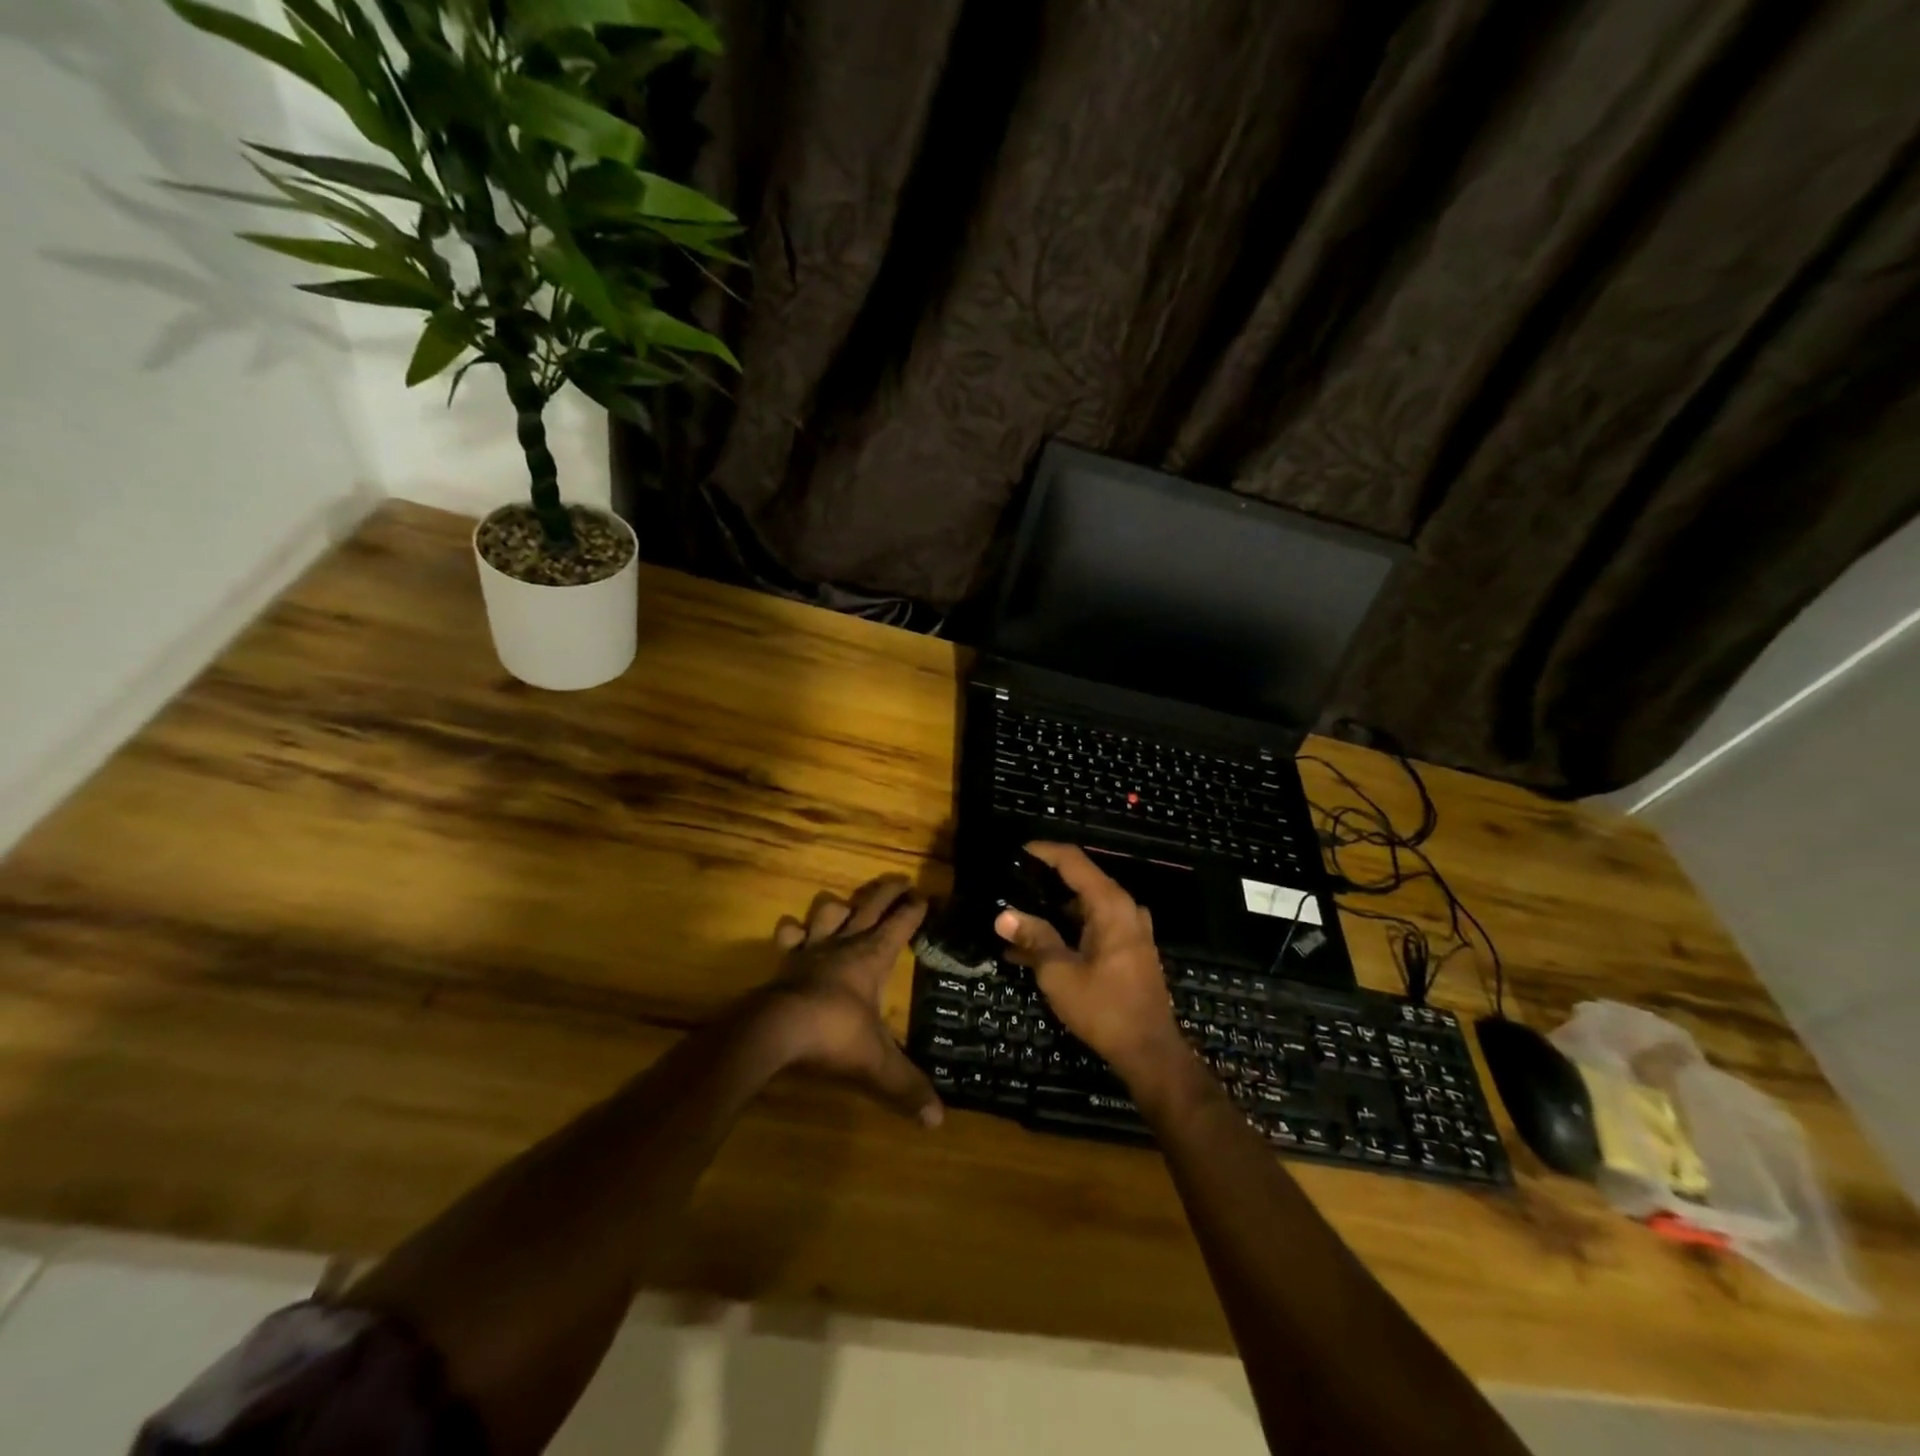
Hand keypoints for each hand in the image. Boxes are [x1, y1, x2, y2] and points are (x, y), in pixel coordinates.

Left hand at [762, 873, 942, 1127]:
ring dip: (840, 905)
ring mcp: (812, 948)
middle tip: (901, 880)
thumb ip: (906, 1087)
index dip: (914, 909)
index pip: (900, 925)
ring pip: (828, 911)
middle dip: (887, 891)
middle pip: (869, 906)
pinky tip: (793, 930)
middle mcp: (845, 944)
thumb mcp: (877, 1064)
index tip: (925, 895)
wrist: (776, 1030)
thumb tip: (938, 1120)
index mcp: (873, 958)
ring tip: (846, 905)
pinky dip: (792, 930)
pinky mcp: (786, 960)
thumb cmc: (834, 1036)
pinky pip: (789, 935)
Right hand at [994, 843, 1187, 1086]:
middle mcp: (1124, 909)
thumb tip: (1003, 915)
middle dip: (1044, 883)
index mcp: (1110, 905)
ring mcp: (1130, 930)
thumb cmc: (1104, 1008)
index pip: (1073, 860)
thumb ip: (1034, 938)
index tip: (1016, 852)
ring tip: (1016, 919)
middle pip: (1080, 881)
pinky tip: (1034, 949)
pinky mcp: (1129, 950)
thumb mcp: (1059, 973)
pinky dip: (1067, 931)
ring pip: (1085, 907)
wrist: (1150, 1052)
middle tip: (1010, 886)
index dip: (1043, 851)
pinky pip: (1093, 927)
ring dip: (1052, 912)